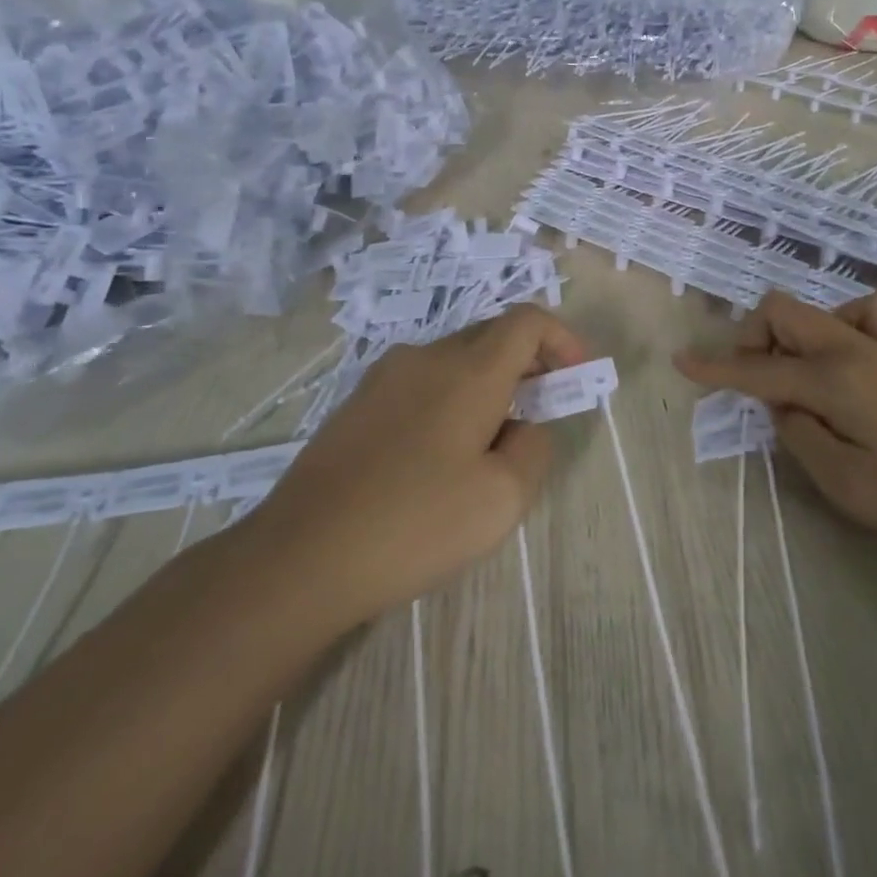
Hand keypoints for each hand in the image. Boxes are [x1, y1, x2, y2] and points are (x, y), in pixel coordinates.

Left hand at [235, 305, 587, 635]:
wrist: (302, 555)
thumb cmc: (415, 523)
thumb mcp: (502, 498)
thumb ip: (534, 448)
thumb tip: (525, 426)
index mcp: (469, 370)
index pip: (527, 321)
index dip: (562, 340)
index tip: (574, 378)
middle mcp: (427, 356)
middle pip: (492, 336)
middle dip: (527, 365)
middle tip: (539, 415)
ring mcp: (385, 376)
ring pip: (455, 360)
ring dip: (488, 384)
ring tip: (489, 444)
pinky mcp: (358, 402)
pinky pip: (422, 382)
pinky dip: (451, 398)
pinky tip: (438, 456)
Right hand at [675, 290, 876, 559]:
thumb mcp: (838, 479)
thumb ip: (795, 432)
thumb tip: (780, 403)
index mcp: (833, 378)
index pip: (757, 369)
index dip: (715, 368)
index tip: (682, 362)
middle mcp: (853, 347)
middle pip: (782, 311)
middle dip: (753, 340)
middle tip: (754, 386)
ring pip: (816, 309)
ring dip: (792, 335)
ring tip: (796, 378)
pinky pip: (862, 314)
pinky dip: (836, 327)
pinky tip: (840, 359)